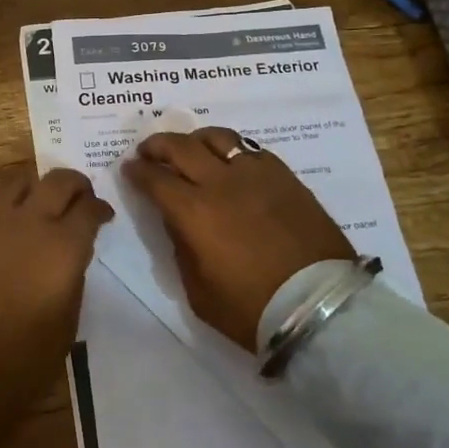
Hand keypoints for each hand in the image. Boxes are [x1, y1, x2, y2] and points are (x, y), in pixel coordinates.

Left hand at [0, 165, 112, 403]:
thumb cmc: (23, 361)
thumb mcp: (68, 321)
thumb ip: (72, 275)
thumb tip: (69, 254)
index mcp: (63, 246)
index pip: (90, 207)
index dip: (100, 209)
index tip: (103, 216)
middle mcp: (28, 221)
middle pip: (58, 180)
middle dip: (74, 185)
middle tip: (77, 198)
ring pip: (17, 182)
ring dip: (33, 191)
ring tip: (34, 208)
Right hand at [124, 128, 353, 351]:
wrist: (319, 309)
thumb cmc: (251, 309)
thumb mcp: (198, 291)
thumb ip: (181, 248)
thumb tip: (177, 221)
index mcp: (194, 212)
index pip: (155, 179)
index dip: (137, 171)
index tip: (129, 169)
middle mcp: (221, 183)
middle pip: (181, 146)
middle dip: (158, 145)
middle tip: (149, 151)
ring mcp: (256, 174)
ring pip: (218, 137)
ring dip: (195, 139)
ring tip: (190, 149)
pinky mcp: (284, 176)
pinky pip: (250, 149)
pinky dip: (231, 150)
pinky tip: (230, 162)